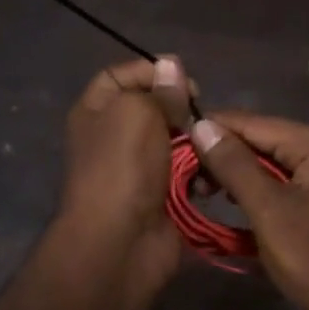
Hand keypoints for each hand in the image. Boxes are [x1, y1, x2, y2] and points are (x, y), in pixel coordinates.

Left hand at [54, 57, 196, 286]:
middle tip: (202, 116)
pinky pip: (189, 173)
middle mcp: (115, 136)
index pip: (122, 75)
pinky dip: (202, 172)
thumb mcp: (136, 112)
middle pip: (156, 108)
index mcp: (97, 111)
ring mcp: (139, 168)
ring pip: (178, 141)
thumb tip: (172, 67)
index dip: (152, 70)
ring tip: (210, 147)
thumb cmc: (122, 167)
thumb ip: (158, 89)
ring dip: (198, 142)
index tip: (183, 79)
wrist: (121, 241)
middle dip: (183, 109)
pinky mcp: (163, 195)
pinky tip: (212, 176)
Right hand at [187, 113, 308, 309]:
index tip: (174, 141)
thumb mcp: (270, 213)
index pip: (256, 124)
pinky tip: (247, 206)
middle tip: (192, 182)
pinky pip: (299, 182)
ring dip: (247, 176)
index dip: (213, 131)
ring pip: (283, 163)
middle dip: (228, 157)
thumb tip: (201, 125)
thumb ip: (235, 166)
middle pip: (270, 141)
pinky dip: (271, 191)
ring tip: (211, 194)